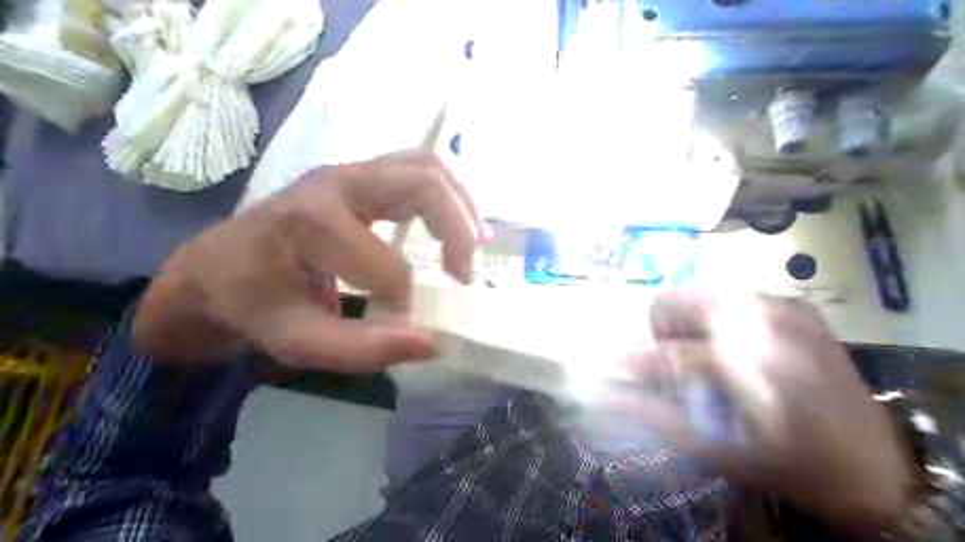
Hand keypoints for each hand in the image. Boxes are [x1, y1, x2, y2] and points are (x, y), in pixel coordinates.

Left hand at [134, 150, 479, 374]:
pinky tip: (458, 222)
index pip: (388, 268)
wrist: (218, 265)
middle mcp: (336, 182)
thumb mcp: (297, 341)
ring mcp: (350, 171)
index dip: (405, 304)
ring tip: (475, 243)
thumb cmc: (253, 303)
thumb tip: (433, 343)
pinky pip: (418, 169)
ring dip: (461, 204)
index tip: (404, 329)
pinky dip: (448, 194)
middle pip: (424, 184)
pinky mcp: (360, 175)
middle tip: (466, 275)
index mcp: (312, 223)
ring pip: (427, 166)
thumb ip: (362, 349)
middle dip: (458, 231)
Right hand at [625, 293, 912, 530]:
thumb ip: (659, 418)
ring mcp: (782, 306)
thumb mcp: (720, 454)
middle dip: (660, 332)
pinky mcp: (796, 307)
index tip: (614, 371)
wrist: (876, 467)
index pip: (665, 351)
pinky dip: (715, 319)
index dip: (633, 361)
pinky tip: (730, 350)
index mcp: (746, 360)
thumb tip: (611, 393)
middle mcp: (762, 320)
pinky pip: (732, 297)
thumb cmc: (791, 466)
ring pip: (701, 293)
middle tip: (670, 364)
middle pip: (676, 300)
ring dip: (686, 324)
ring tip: (699, 357)